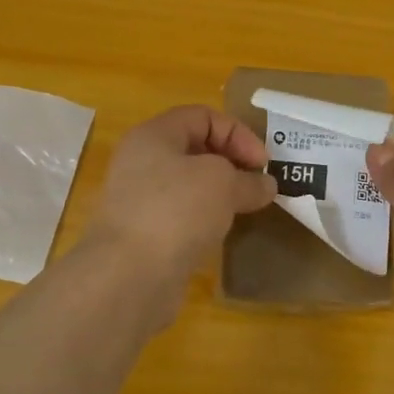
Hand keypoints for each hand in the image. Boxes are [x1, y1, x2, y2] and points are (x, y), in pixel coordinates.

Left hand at [83, 105, 275, 323]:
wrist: (128, 276)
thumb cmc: (176, 211)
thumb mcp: (223, 184)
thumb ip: (248, 180)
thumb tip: (265, 186)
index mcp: (154, 135)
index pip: (203, 117)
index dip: (238, 133)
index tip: (262, 164)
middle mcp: (142, 161)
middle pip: (195, 149)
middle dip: (231, 162)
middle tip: (258, 184)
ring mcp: (140, 199)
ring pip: (189, 184)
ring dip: (220, 193)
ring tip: (245, 208)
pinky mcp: (144, 233)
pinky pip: (182, 215)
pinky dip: (205, 219)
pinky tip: (221, 232)